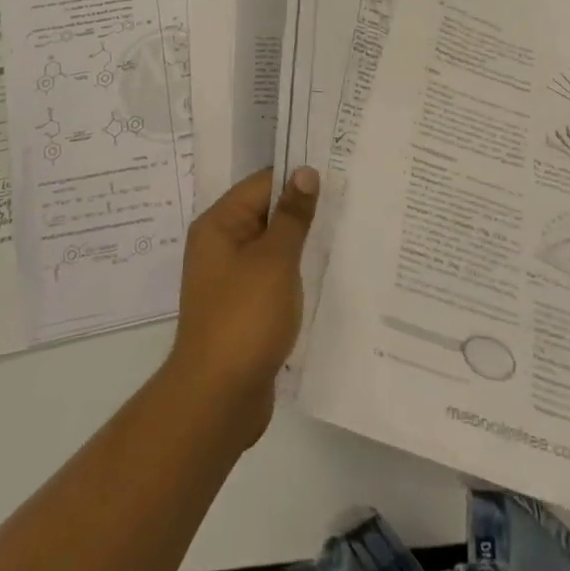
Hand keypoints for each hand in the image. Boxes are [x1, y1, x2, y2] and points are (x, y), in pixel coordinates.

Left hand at [164, 167, 318, 446]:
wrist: (218, 399)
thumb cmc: (244, 318)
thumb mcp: (274, 260)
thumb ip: (292, 215)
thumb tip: (305, 171)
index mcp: (219, 224)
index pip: (261, 184)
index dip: (297, 178)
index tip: (338, 174)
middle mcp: (220, 245)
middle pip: (266, 213)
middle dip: (303, 211)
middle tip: (351, 201)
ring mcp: (231, 279)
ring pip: (272, 247)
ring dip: (302, 244)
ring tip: (346, 233)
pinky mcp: (244, 308)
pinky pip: (273, 277)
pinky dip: (295, 274)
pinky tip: (327, 275)